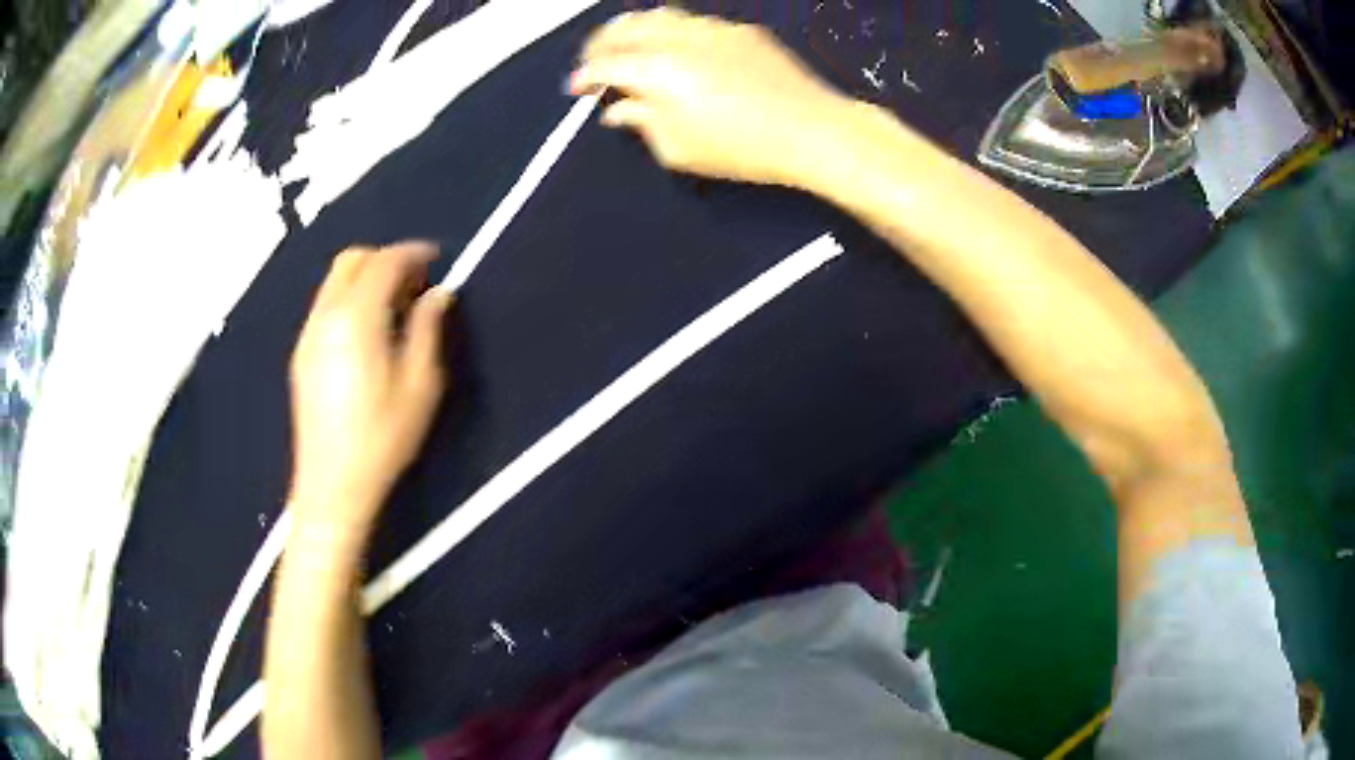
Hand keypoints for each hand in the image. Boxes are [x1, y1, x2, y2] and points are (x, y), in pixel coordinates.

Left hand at [288, 243, 452, 533]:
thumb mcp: (420, 385)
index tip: (437, 258)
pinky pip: (326, 305)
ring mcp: (308, 335)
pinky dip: (350, 298)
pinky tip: (368, 330)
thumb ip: (429, 330)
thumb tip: (438, 294)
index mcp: (356, 318)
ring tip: (395, 306)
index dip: (412, 253)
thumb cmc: (383, 438)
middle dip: (385, 259)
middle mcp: (325, 316)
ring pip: (334, 281)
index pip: (383, 263)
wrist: (332, 485)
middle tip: (415, 282)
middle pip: (351, 261)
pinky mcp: (301, 354)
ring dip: (366, 278)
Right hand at [571, 8, 848, 187]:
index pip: (605, 66)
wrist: (810, 130)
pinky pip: (693, 22)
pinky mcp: (739, 32)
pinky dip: (671, 31)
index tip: (578, 87)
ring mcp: (712, 30)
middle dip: (601, 44)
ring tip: (628, 47)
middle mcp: (680, 41)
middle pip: (624, 29)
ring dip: (634, 30)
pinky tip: (674, 47)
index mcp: (658, 71)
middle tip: (594, 62)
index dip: (585, 77)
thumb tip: (621, 111)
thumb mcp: (679, 149)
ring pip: (658, 17)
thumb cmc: (748, 147)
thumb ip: (642, 123)